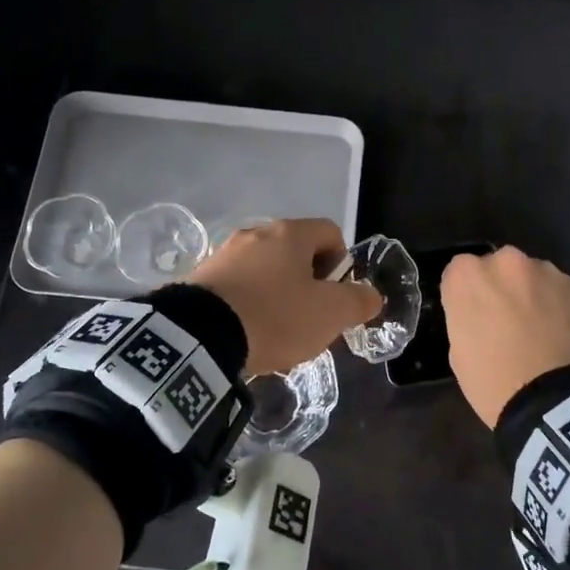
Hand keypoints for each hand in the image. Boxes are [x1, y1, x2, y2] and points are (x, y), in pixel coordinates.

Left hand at [189, 219, 381, 376]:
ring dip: (278, 294)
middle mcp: (255, 233)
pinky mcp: (200, 278)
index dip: (342, 263)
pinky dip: (249, 305)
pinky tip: (247, 334)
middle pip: (296, 252)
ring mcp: (224, 253)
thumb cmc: (275, 316)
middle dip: (308, 283)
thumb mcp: (330, 313)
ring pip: (265, 270)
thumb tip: (370, 295)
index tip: (336, 296)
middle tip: (310, 318)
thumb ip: (358, 301)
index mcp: (290, 233)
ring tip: (276, 332)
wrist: (199, 336)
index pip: (330, 232)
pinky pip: (237, 286)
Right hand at [441, 246, 569, 426]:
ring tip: (538, 328)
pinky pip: (559, 290)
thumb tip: (479, 312)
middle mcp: (505, 262)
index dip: (466, 294)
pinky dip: (557, 304)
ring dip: (530, 293)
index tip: (472, 315)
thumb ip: (465, 316)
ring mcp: (544, 271)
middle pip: (498, 266)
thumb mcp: (458, 350)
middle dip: (500, 286)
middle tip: (506, 319)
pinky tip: (560, 333)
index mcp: (467, 276)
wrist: (551, 402)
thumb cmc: (492, 381)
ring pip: (531, 275)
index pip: (459, 271)